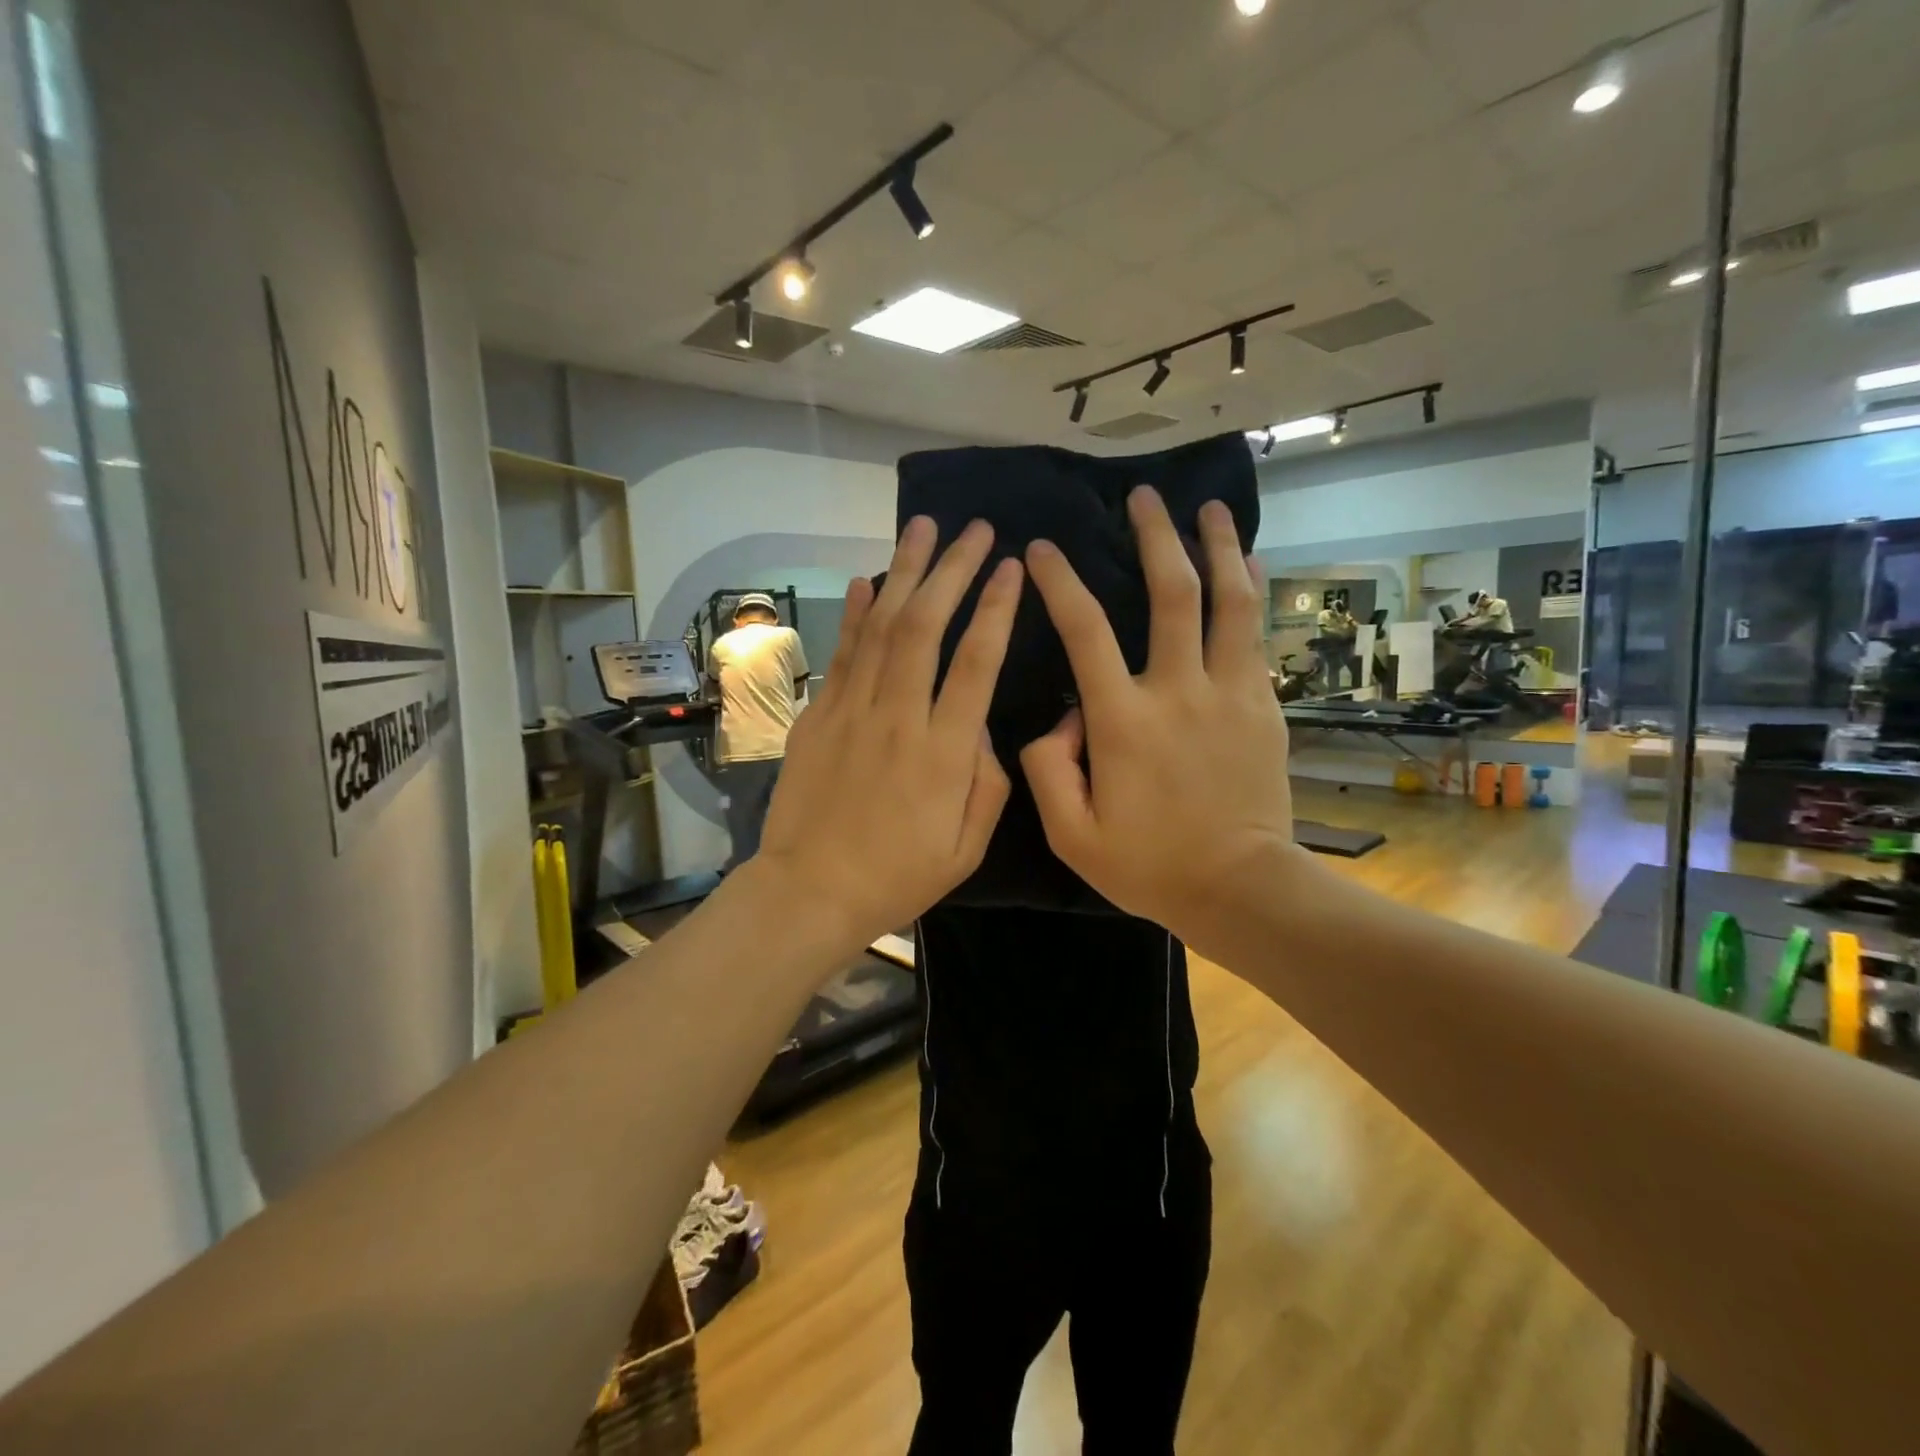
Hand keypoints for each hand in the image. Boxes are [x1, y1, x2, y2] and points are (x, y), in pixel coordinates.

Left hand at [755, 517, 1021, 947]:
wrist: (810, 891)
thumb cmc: (898, 876)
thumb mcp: (967, 847)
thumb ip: (988, 781)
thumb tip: (982, 725)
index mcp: (943, 753)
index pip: (975, 663)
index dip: (995, 609)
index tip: (1011, 567)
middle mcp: (897, 718)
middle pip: (926, 627)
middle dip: (953, 571)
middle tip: (976, 530)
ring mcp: (850, 712)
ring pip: (882, 627)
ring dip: (905, 573)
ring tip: (924, 528)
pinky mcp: (817, 716)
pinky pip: (842, 653)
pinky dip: (856, 613)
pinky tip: (868, 579)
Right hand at [1020, 488, 1298, 946]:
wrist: (1240, 888)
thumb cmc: (1149, 865)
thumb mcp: (1071, 834)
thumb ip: (1047, 769)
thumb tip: (1059, 717)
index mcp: (1123, 721)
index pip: (1085, 630)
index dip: (1062, 582)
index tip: (1046, 549)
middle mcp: (1178, 691)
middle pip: (1170, 593)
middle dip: (1155, 536)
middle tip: (1143, 497)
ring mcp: (1230, 693)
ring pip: (1228, 600)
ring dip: (1217, 546)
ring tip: (1208, 508)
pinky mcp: (1263, 705)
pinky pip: (1256, 634)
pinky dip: (1249, 591)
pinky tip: (1247, 565)